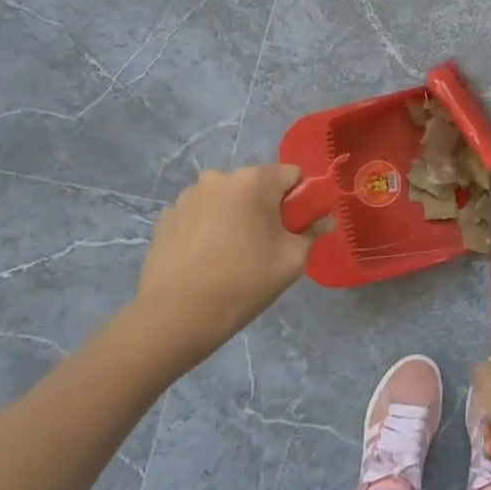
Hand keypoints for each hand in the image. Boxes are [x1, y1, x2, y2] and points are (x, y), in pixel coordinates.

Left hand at [126, 164, 323, 364]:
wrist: (177, 315)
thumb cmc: (244, 282)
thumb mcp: (292, 260)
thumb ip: (312, 232)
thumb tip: (324, 220)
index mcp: (254, 181)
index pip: (292, 174)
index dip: (300, 199)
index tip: (295, 228)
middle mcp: (219, 177)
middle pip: (257, 184)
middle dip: (265, 207)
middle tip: (265, 244)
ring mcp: (188, 196)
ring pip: (226, 198)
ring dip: (234, 215)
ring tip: (230, 254)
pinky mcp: (166, 217)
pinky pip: (200, 214)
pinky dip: (208, 227)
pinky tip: (205, 258)